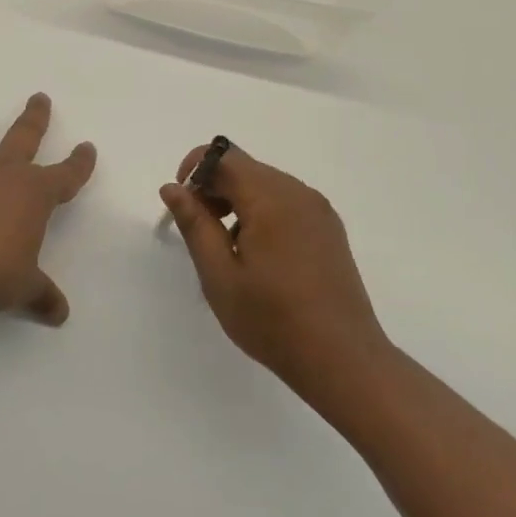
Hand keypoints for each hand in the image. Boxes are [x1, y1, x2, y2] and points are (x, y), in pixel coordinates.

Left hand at [0, 93, 96, 325]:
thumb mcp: (23, 288)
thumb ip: (42, 297)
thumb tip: (60, 314)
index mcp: (34, 194)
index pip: (66, 174)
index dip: (79, 163)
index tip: (87, 147)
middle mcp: (2, 173)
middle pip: (24, 136)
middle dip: (34, 117)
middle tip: (39, 96)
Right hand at [160, 144, 387, 392]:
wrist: (343, 360)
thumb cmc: (272, 320)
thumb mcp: (219, 275)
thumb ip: (194, 224)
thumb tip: (172, 187)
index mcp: (270, 198)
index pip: (223, 156)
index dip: (195, 169)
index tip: (183, 205)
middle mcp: (297, 192)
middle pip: (244, 167)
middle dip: (214, 187)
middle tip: (201, 231)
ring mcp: (318, 209)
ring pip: (264, 183)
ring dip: (237, 200)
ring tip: (228, 248)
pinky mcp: (328, 228)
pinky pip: (285, 201)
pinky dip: (261, 212)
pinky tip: (259, 255)